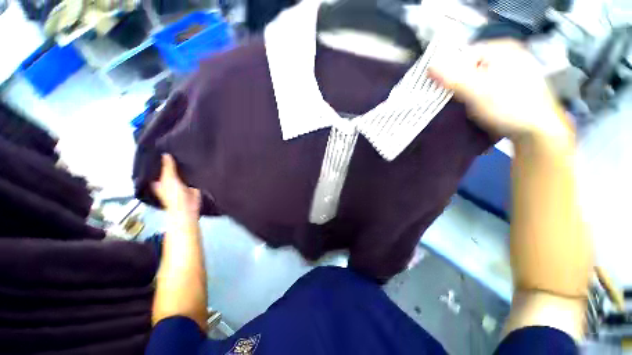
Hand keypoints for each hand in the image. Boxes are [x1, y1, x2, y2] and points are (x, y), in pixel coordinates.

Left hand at [152, 154, 200, 219]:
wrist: (189, 207)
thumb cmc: (174, 196)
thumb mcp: (169, 179)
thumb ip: (168, 167)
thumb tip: (165, 154)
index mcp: (160, 181)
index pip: (158, 169)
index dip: (159, 161)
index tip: (162, 150)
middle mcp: (169, 181)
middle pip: (171, 170)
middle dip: (174, 163)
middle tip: (176, 149)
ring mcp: (181, 183)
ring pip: (182, 172)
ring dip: (184, 167)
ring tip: (187, 154)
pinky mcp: (192, 184)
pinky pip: (192, 176)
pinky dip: (193, 172)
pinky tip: (196, 164)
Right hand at [429, 40, 571, 141]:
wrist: (538, 130)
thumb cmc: (509, 106)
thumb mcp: (477, 90)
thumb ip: (452, 77)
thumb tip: (429, 67)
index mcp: (501, 48)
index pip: (463, 54)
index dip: (449, 71)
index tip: (442, 89)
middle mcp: (507, 55)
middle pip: (470, 66)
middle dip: (458, 82)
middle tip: (454, 98)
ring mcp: (510, 71)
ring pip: (477, 77)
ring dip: (466, 90)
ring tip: (466, 104)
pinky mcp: (511, 86)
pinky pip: (485, 86)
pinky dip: (476, 95)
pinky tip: (476, 105)